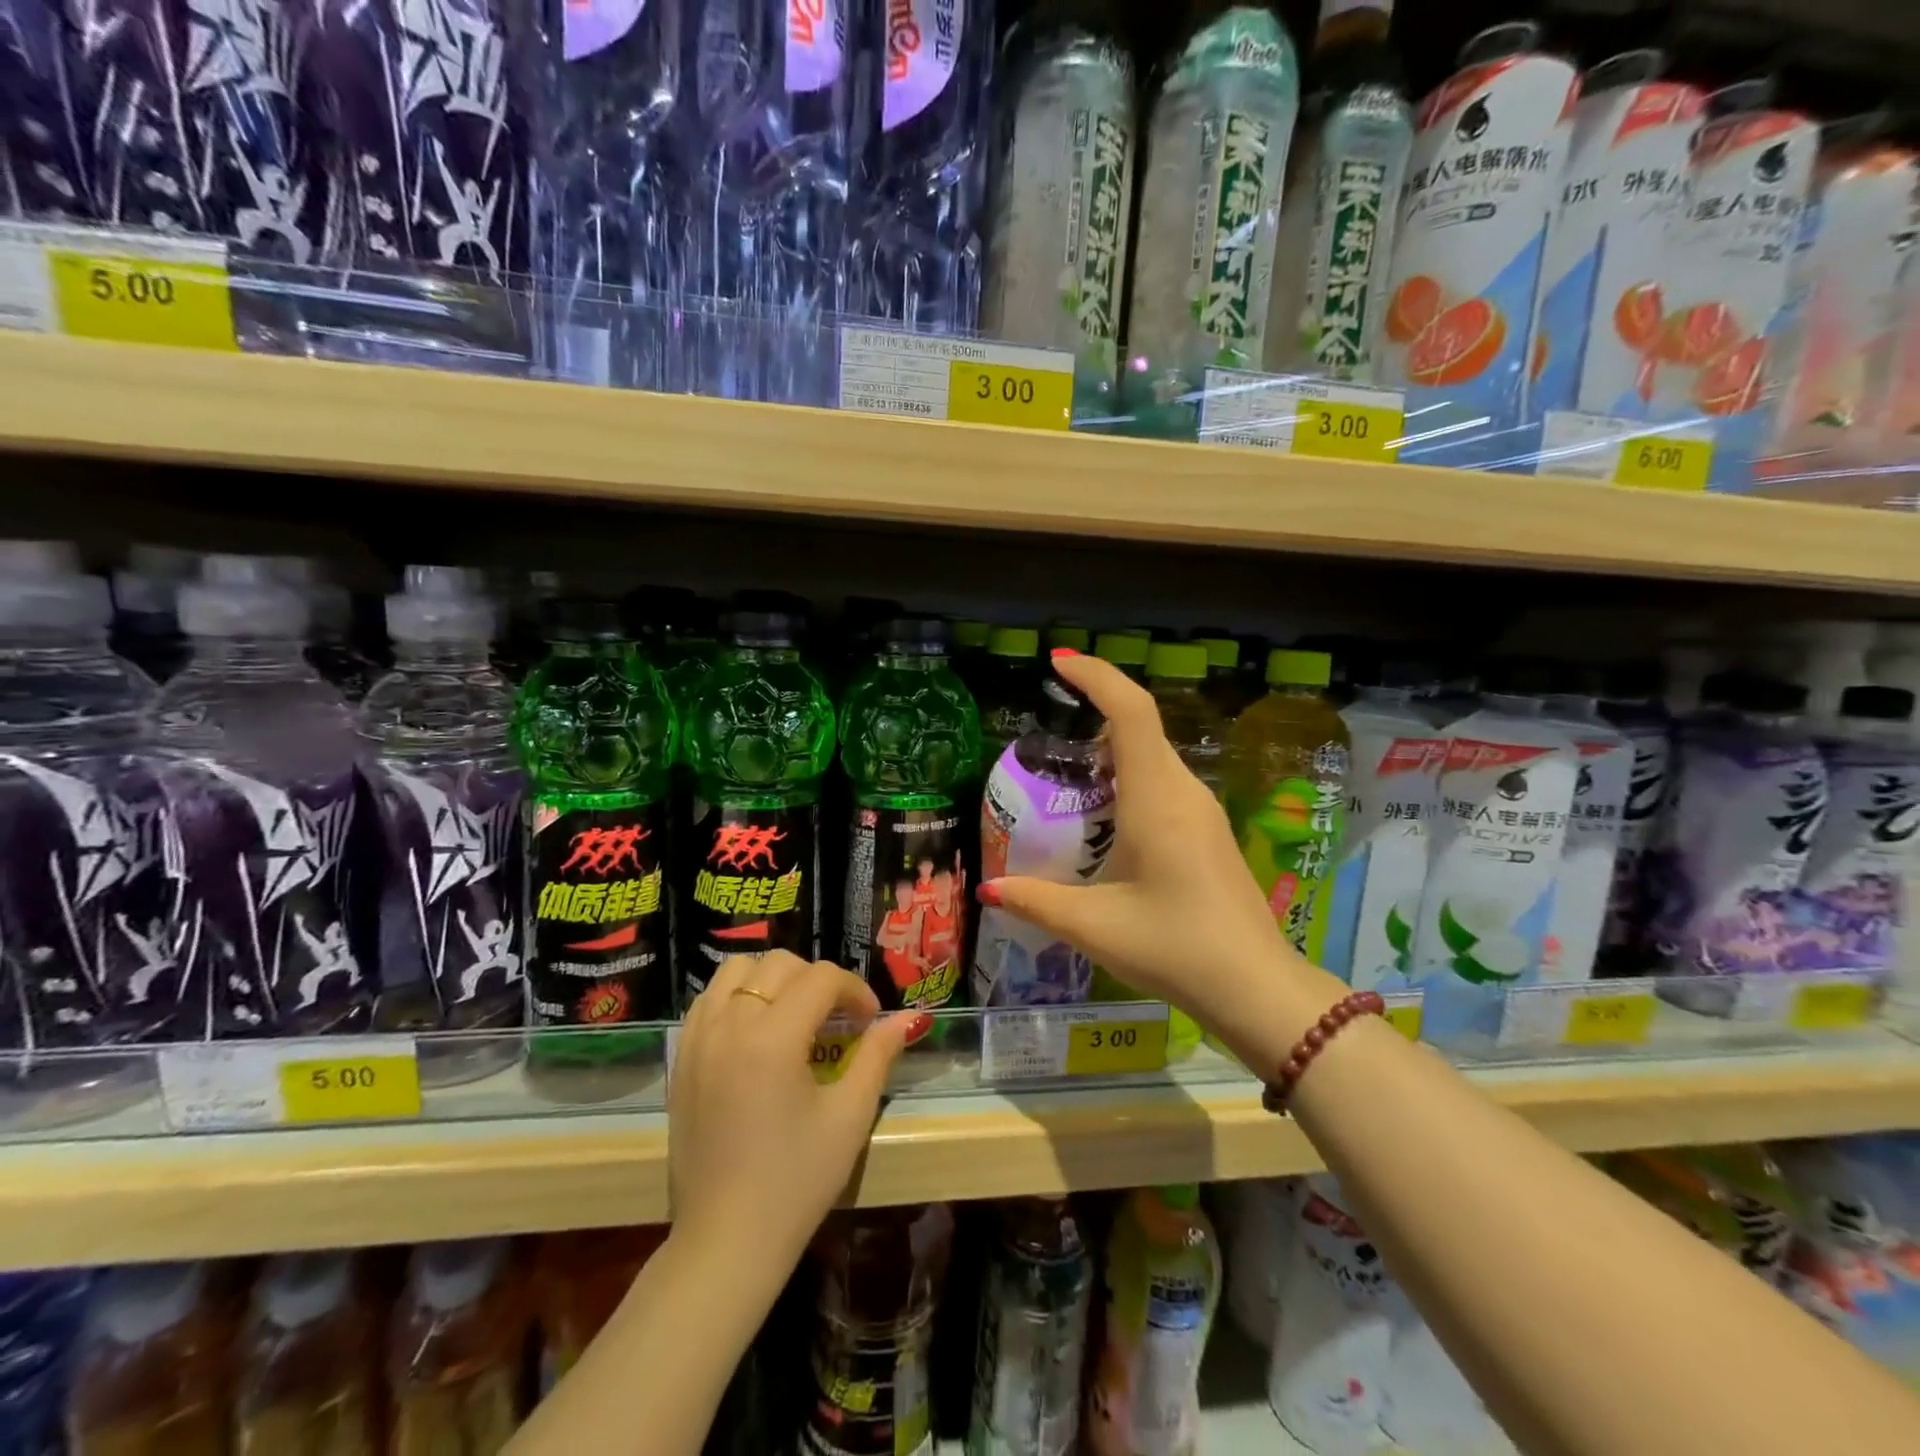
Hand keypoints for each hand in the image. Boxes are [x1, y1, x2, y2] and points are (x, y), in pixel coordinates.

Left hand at [668, 952, 917, 1277]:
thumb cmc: (796, 1182)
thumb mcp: (849, 1117)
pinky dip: (737, 997)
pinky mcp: (682, 1059)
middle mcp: (729, 1026)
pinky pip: (709, 1000)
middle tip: (838, 1020)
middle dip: (817, 981)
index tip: (870, 1022)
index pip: (821, 979)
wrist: (726, 1241)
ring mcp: (697, 1040)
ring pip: (737, 971)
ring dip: (773, 980)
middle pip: (779, 964)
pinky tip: (757, 1031)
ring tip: (795, 1016)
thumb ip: (878, 1056)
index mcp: (772, 1039)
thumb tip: (906, 1019)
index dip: (854, 991)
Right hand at [978, 650, 1339, 1038]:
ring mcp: (1202, 812)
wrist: (1257, 988)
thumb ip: (1036, 901)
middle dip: (1095, 711)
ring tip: (1065, 770)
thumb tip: (989, 888)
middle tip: (1046, 723)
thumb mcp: (1094, 926)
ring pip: (1153, 757)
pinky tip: (1102, 815)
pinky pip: (1163, 783)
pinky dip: (1128, 778)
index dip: (1096, 676)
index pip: (1131, 712)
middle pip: (1140, 728)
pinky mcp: (1208, 832)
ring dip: (1111, 749)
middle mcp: (1183, 792)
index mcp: (1156, 798)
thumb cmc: (1175, 947)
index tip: (1059, 661)